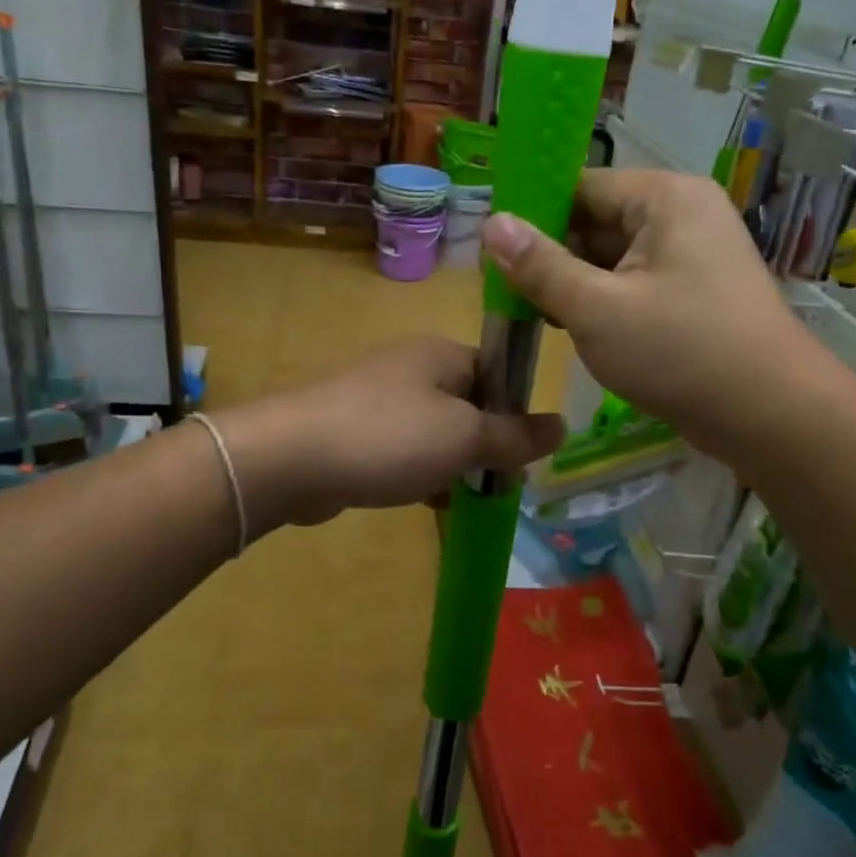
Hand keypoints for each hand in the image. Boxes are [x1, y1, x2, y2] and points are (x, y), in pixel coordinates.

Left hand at [218, 337, 564, 530]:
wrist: (292, 458)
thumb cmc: (390, 437)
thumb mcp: (465, 437)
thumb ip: (515, 435)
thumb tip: (563, 425)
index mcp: (442, 354)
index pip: (499, 373)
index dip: (518, 411)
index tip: (526, 454)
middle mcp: (412, 369)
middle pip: (469, 405)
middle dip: (486, 445)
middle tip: (500, 484)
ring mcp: (379, 400)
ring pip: (436, 432)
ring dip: (454, 464)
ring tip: (467, 498)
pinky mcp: (355, 432)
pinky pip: (403, 450)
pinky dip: (419, 473)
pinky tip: (428, 502)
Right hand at [480, 169, 810, 461]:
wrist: (770, 416)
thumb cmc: (680, 352)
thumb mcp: (596, 309)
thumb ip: (540, 266)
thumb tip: (492, 224)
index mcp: (664, 198)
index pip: (581, 186)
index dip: (533, 214)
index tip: (492, 249)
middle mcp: (681, 215)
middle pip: (596, 221)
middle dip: (552, 256)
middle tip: (503, 290)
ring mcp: (691, 255)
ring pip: (612, 257)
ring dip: (573, 283)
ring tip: (529, 312)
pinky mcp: (693, 293)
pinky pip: (633, 283)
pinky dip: (602, 301)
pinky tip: (571, 327)